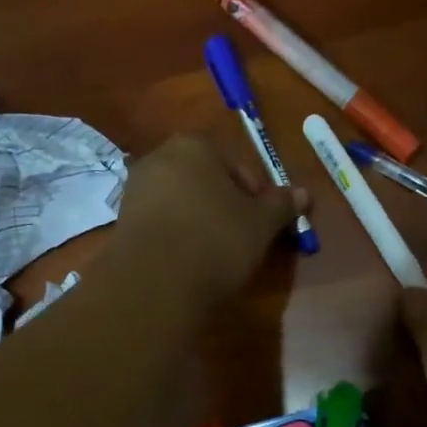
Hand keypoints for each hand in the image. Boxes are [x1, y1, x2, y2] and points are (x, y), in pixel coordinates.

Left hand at [114, 133, 304, 303]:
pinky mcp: (122, 222)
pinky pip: (162, 224)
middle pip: (206, 181)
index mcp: (195, 145)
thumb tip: (304, 193)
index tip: (265, 223)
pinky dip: (178, 237)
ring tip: (217, 254)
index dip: (257, 195)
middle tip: (244, 238)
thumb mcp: (261, 223)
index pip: (237, 165)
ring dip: (201, 222)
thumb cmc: (216, 239)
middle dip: (226, 205)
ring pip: (182, 202)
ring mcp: (136, 189)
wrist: (154, 281)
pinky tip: (189, 262)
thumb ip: (282, 205)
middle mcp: (160, 157)